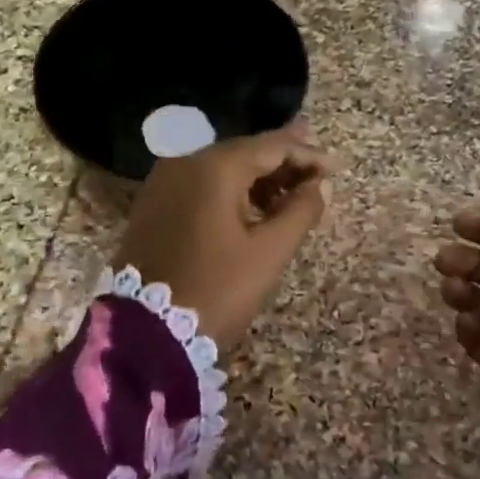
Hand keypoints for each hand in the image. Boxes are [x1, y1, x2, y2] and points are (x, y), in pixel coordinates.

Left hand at [114, 125, 334, 349]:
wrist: (144, 332)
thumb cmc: (215, 290)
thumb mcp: (267, 253)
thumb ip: (300, 212)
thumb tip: (319, 185)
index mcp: (214, 167)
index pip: (271, 146)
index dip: (307, 155)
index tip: (335, 170)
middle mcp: (185, 162)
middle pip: (244, 152)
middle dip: (283, 162)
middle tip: (317, 171)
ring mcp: (164, 182)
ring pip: (221, 169)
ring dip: (258, 178)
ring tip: (292, 194)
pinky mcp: (154, 205)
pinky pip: (201, 186)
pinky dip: (231, 191)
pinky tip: (253, 208)